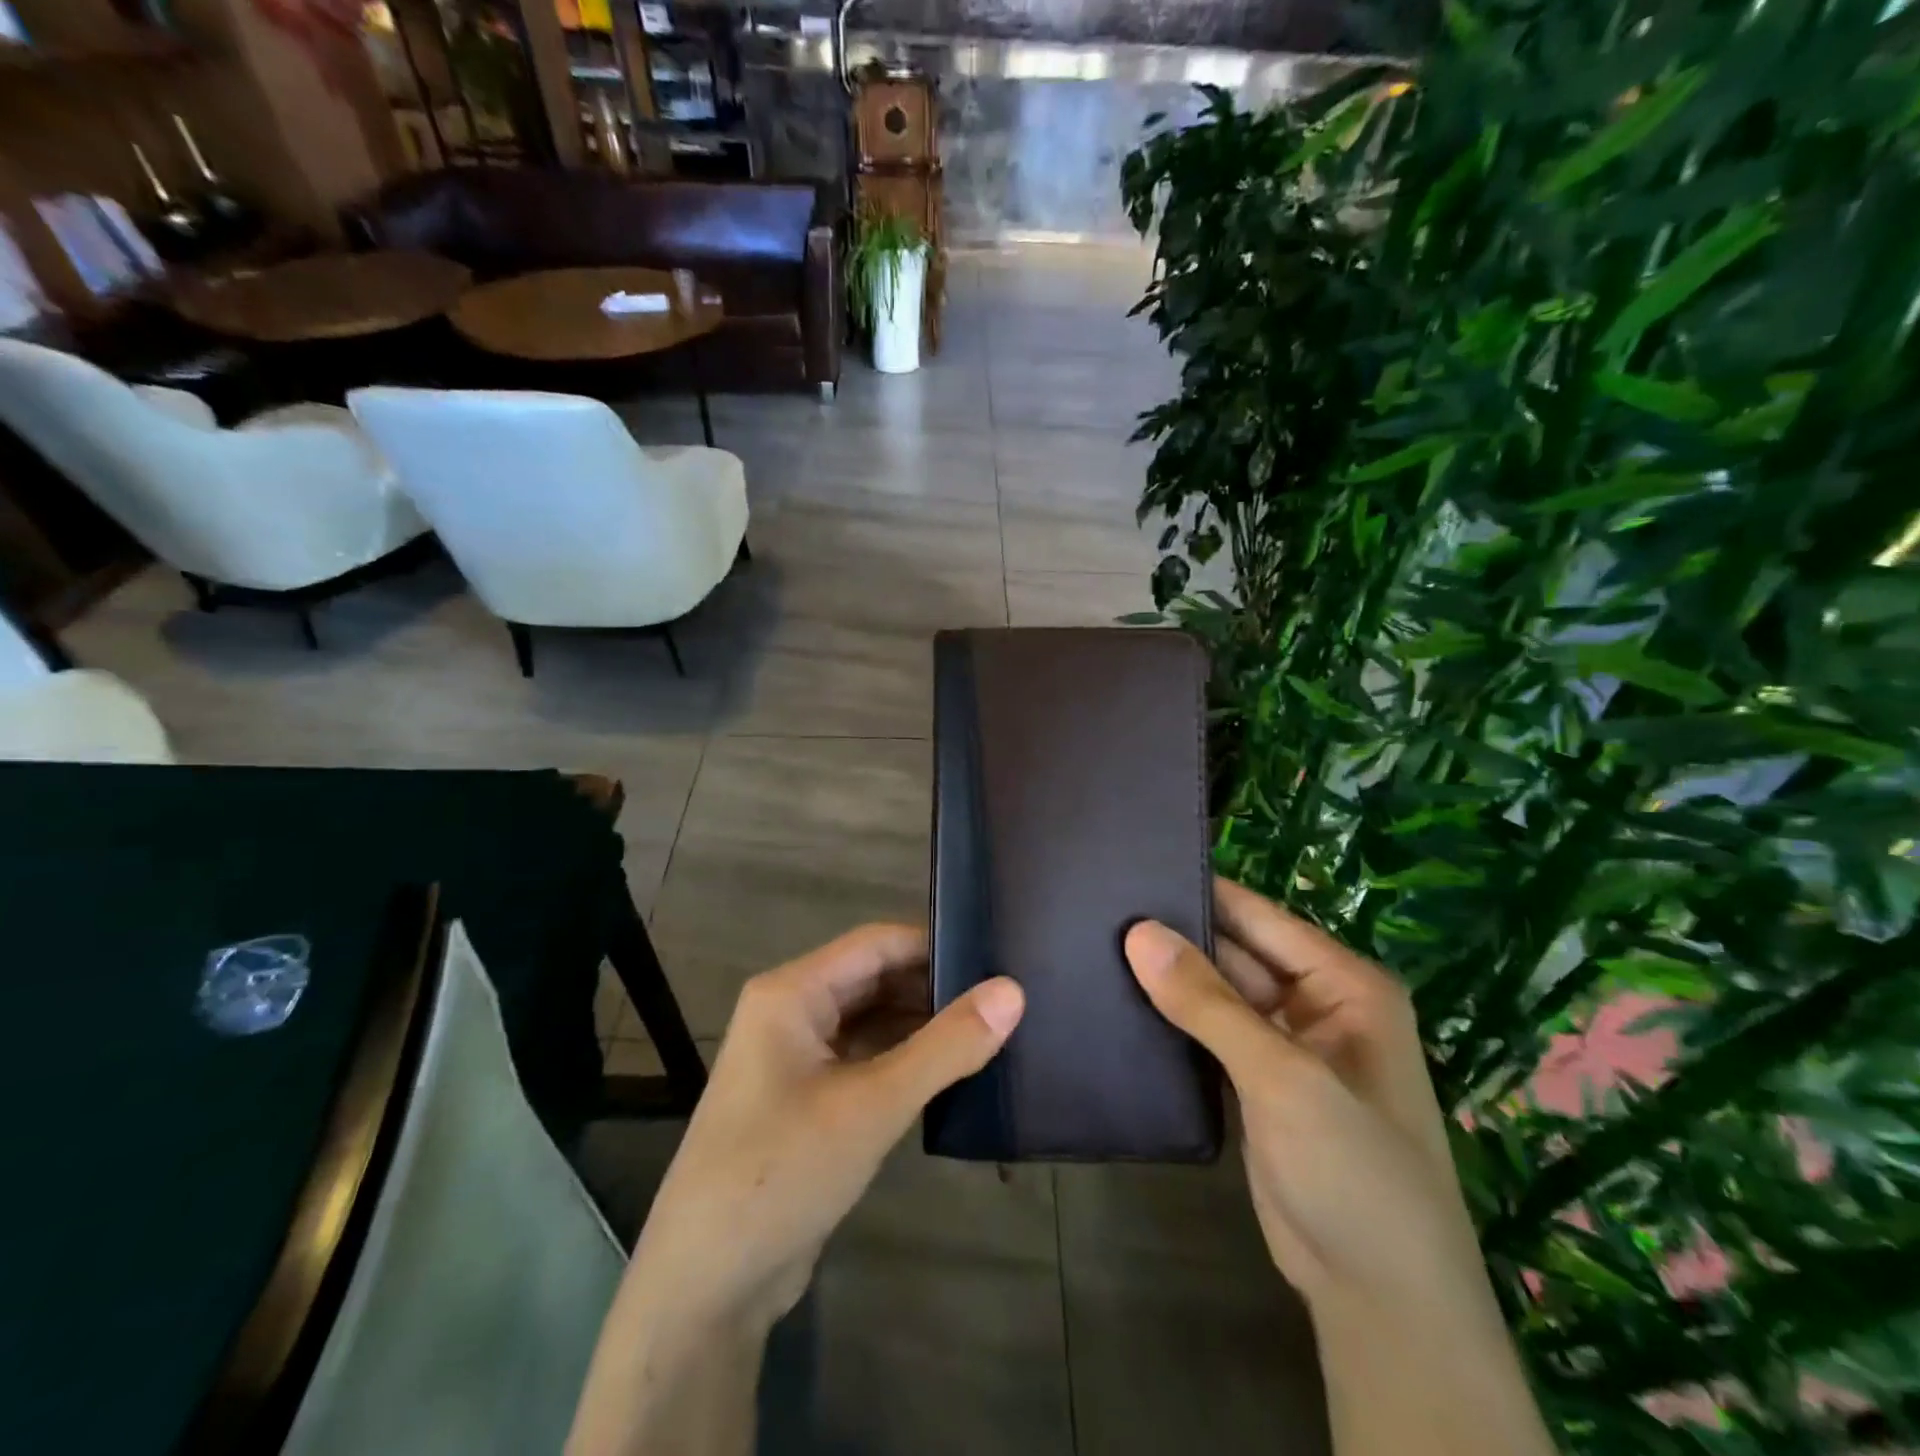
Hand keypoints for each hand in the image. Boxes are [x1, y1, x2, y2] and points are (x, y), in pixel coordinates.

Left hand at [569, 925, 1023, 1455]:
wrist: (706, 1286)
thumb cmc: (781, 1173)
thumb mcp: (872, 1105)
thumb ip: (945, 1046)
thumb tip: (1013, 991)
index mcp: (793, 992)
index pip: (877, 944)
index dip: (935, 946)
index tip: (995, 958)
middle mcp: (792, 1012)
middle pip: (874, 978)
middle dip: (933, 987)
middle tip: (1004, 997)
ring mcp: (797, 1057)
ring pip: (871, 1020)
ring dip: (922, 1024)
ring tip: (992, 1029)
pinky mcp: (808, 1098)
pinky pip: (865, 1058)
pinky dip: (904, 1059)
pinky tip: (951, 1071)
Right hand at [1124, 878, 1478, 1309]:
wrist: (1380, 1304)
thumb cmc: (1353, 1172)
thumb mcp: (1283, 1077)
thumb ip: (1208, 1002)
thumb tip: (1138, 932)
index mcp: (1344, 984)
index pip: (1259, 916)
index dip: (1199, 892)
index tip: (1128, 869)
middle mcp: (1316, 1004)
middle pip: (1235, 952)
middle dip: (1176, 935)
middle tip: (1097, 908)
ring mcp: (1283, 1047)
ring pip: (1216, 994)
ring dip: (1168, 978)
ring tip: (1094, 943)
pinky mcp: (1255, 1084)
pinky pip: (1207, 1033)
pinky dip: (1171, 1019)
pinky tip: (1117, 1000)